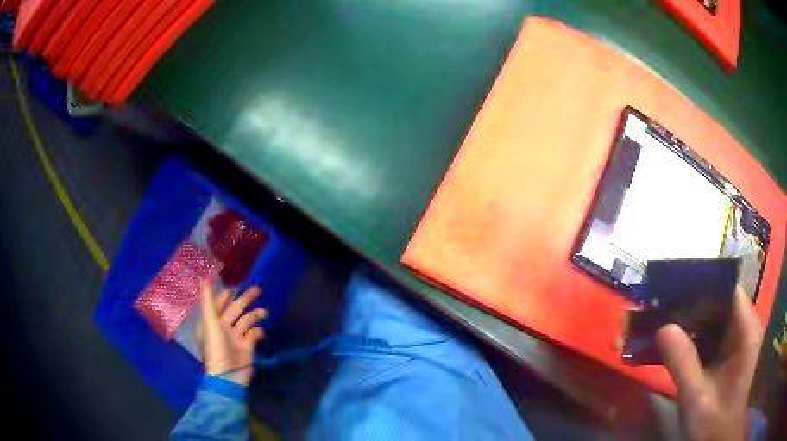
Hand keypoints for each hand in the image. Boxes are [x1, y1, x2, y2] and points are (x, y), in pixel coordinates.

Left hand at [199, 280, 266, 385]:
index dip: (224, 297)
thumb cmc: (216, 347)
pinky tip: (260, 332)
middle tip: (258, 289)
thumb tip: (203, 277)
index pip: (218, 305)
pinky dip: (258, 332)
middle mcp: (223, 328)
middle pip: (235, 310)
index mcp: (212, 322)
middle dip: (245, 300)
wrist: (228, 376)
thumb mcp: (210, 322)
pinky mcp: (247, 348)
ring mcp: (236, 338)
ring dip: (255, 315)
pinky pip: (254, 335)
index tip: (233, 287)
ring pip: (246, 322)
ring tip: (265, 312)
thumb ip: (208, 300)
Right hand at [656, 288, 762, 440]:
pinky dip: (691, 334)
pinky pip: (708, 331)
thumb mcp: (696, 399)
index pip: (728, 289)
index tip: (675, 289)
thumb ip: (683, 365)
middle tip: (660, 306)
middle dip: (691, 302)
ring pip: (712, 314)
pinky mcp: (726, 349)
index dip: (704, 285)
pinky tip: (672, 341)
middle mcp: (744, 326)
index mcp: (746, 330)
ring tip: (661, 320)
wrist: (717, 438)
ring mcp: (735, 337)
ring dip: (689, 318)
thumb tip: (662, 328)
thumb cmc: (713, 422)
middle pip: (718, 299)